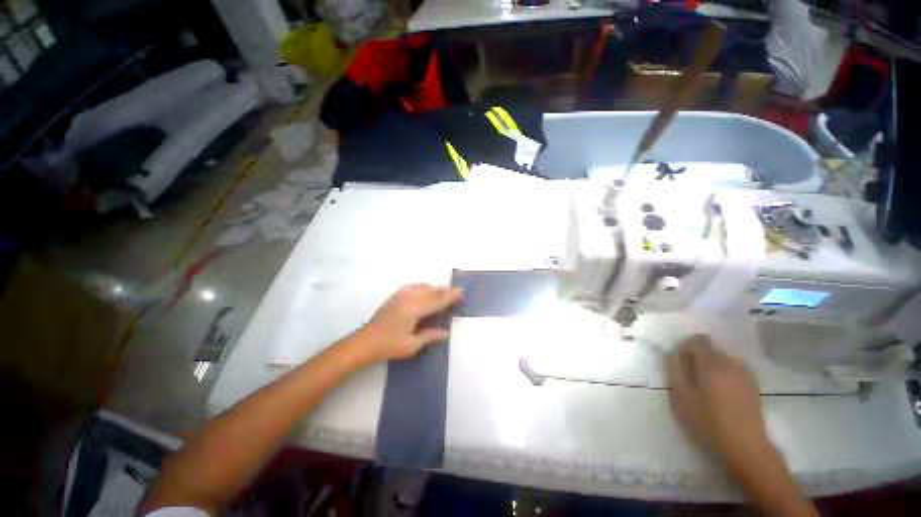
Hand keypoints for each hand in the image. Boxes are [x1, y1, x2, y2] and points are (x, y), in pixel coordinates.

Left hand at [354, 284, 461, 362]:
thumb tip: (446, 332)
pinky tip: (425, 289)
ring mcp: (401, 295)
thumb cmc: (389, 346)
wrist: (365, 342)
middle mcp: (409, 298)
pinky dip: (422, 286)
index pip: (437, 301)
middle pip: (431, 291)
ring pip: (422, 287)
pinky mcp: (395, 296)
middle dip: (445, 291)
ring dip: (434, 288)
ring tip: (443, 291)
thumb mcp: (412, 345)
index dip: (450, 296)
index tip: (461, 291)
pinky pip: (413, 286)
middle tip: (457, 291)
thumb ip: (430, 336)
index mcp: (414, 310)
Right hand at [665, 334, 772, 473]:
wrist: (745, 447)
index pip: (699, 340)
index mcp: (711, 365)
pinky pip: (736, 370)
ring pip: (725, 359)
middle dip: (700, 357)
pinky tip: (723, 392)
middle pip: (713, 349)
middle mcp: (730, 365)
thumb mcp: (682, 398)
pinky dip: (727, 374)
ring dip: (714, 366)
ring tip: (708, 386)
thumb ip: (675, 371)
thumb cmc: (708, 423)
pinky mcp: (754, 386)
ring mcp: (745, 375)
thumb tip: (672, 353)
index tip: (681, 360)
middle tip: (692, 377)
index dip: (688, 345)